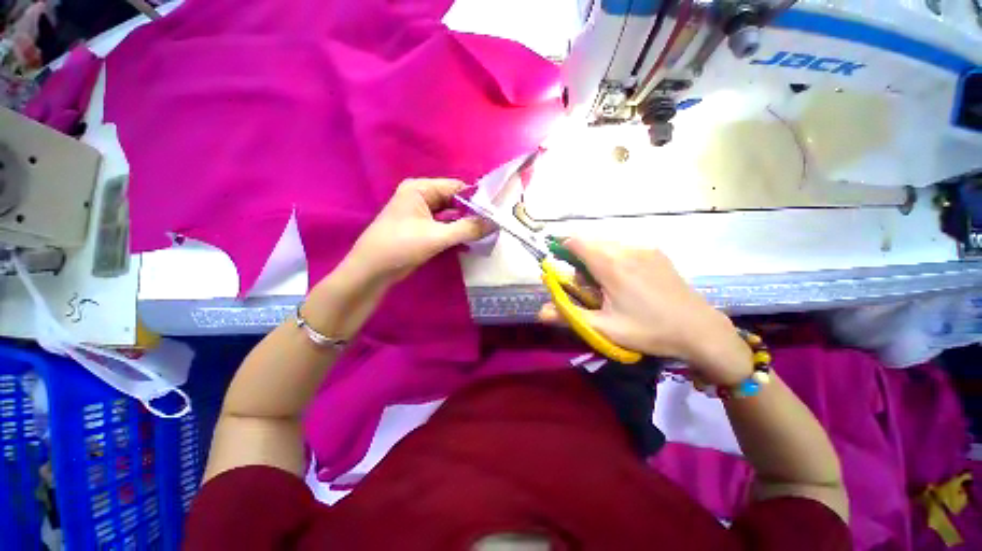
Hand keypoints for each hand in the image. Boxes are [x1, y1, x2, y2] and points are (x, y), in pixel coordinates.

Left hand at [344, 179, 490, 283]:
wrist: (372, 270)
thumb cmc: (401, 246)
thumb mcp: (437, 237)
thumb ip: (467, 229)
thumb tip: (494, 223)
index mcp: (420, 189)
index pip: (456, 187)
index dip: (476, 198)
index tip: (495, 211)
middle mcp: (420, 196)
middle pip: (454, 200)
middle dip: (472, 212)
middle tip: (493, 224)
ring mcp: (420, 213)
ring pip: (450, 214)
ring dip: (465, 223)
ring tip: (486, 232)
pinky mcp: (421, 228)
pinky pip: (444, 225)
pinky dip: (456, 231)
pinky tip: (470, 240)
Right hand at [539, 239, 752, 384]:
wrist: (700, 330)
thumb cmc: (649, 330)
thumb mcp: (604, 328)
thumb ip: (569, 317)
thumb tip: (539, 312)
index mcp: (612, 265)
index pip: (577, 242)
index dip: (562, 248)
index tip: (559, 264)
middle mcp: (627, 249)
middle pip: (591, 243)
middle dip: (580, 259)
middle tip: (586, 287)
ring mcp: (645, 249)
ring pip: (607, 245)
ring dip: (597, 259)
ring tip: (606, 286)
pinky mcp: (656, 253)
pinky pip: (624, 248)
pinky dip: (614, 258)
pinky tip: (625, 281)